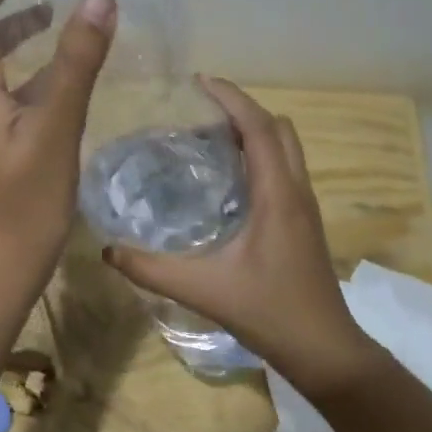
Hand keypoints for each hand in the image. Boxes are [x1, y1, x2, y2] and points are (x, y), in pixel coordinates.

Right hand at [104, 79, 379, 394]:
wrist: (324, 349)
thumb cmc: (269, 312)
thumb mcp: (203, 289)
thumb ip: (152, 269)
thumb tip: (107, 249)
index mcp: (277, 194)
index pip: (258, 127)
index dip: (231, 98)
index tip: (200, 81)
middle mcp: (296, 190)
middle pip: (278, 128)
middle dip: (242, 110)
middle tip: (200, 114)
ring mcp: (304, 206)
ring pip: (285, 148)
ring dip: (253, 133)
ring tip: (208, 141)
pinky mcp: (303, 222)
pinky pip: (282, 169)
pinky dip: (258, 157)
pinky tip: (226, 183)